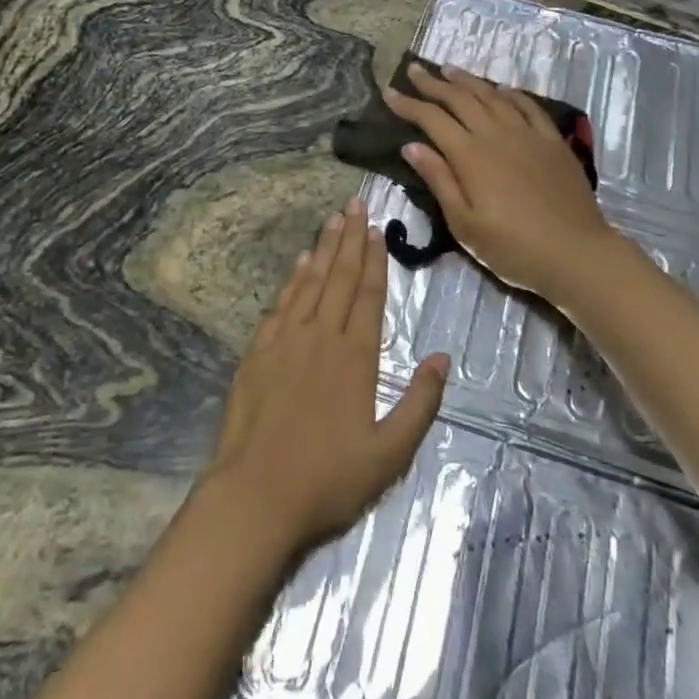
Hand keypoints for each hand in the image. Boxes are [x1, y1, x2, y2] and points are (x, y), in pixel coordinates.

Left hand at [203, 199, 448, 554]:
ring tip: (333, 219)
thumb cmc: (327, 479)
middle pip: (339, 277)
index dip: (374, 260)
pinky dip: (293, 277)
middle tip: (355, 204)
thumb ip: (420, 403)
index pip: (368, 295)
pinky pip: (281, 302)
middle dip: (350, 239)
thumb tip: (443, 357)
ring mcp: (286, 340)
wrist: (255, 494)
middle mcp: (321, 336)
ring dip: (324, 248)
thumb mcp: (389, 454)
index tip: (377, 230)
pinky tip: (300, 261)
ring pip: (310, 282)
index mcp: (355, 357)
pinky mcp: (258, 350)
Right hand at [384, 63, 624, 307]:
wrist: (577, 253)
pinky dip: (510, 93)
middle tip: (415, 69)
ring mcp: (528, 134)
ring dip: (468, 81)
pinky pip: (528, 106)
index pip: (432, 120)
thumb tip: (411, 146)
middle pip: (460, 99)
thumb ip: (439, 180)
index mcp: (471, 156)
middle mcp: (497, 134)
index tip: (389, 93)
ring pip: (492, 96)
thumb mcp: (465, 225)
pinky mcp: (552, 141)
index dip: (409, 104)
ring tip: (449, 69)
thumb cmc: (513, 248)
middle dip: (433, 83)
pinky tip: (501, 88)